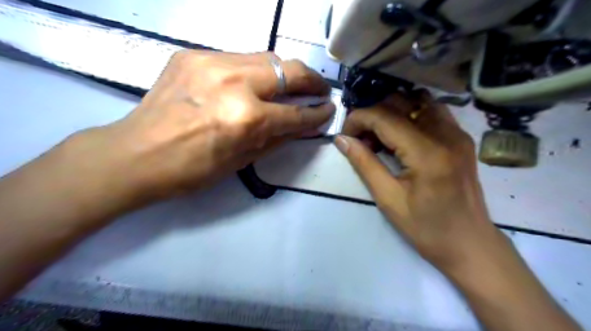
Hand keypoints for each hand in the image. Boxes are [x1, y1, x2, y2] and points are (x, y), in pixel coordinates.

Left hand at [76, 50, 330, 202]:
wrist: (135, 154)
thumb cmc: (192, 170)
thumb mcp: (243, 160)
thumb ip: (278, 138)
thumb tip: (304, 125)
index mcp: (246, 119)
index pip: (296, 113)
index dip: (318, 114)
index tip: (329, 110)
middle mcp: (234, 83)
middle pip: (289, 70)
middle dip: (312, 80)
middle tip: (320, 90)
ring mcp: (212, 62)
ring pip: (267, 57)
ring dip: (285, 73)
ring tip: (292, 85)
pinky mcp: (194, 54)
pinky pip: (239, 58)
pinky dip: (255, 71)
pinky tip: (254, 84)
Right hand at [332, 92, 497, 271]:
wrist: (469, 244)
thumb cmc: (426, 228)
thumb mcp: (388, 199)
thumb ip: (364, 163)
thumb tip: (341, 139)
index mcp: (427, 153)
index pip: (384, 117)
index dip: (358, 119)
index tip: (345, 135)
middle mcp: (446, 134)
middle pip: (399, 102)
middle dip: (372, 114)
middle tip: (360, 138)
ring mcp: (457, 133)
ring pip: (416, 100)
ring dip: (391, 112)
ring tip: (380, 135)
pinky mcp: (461, 137)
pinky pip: (431, 110)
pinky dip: (410, 114)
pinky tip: (401, 135)